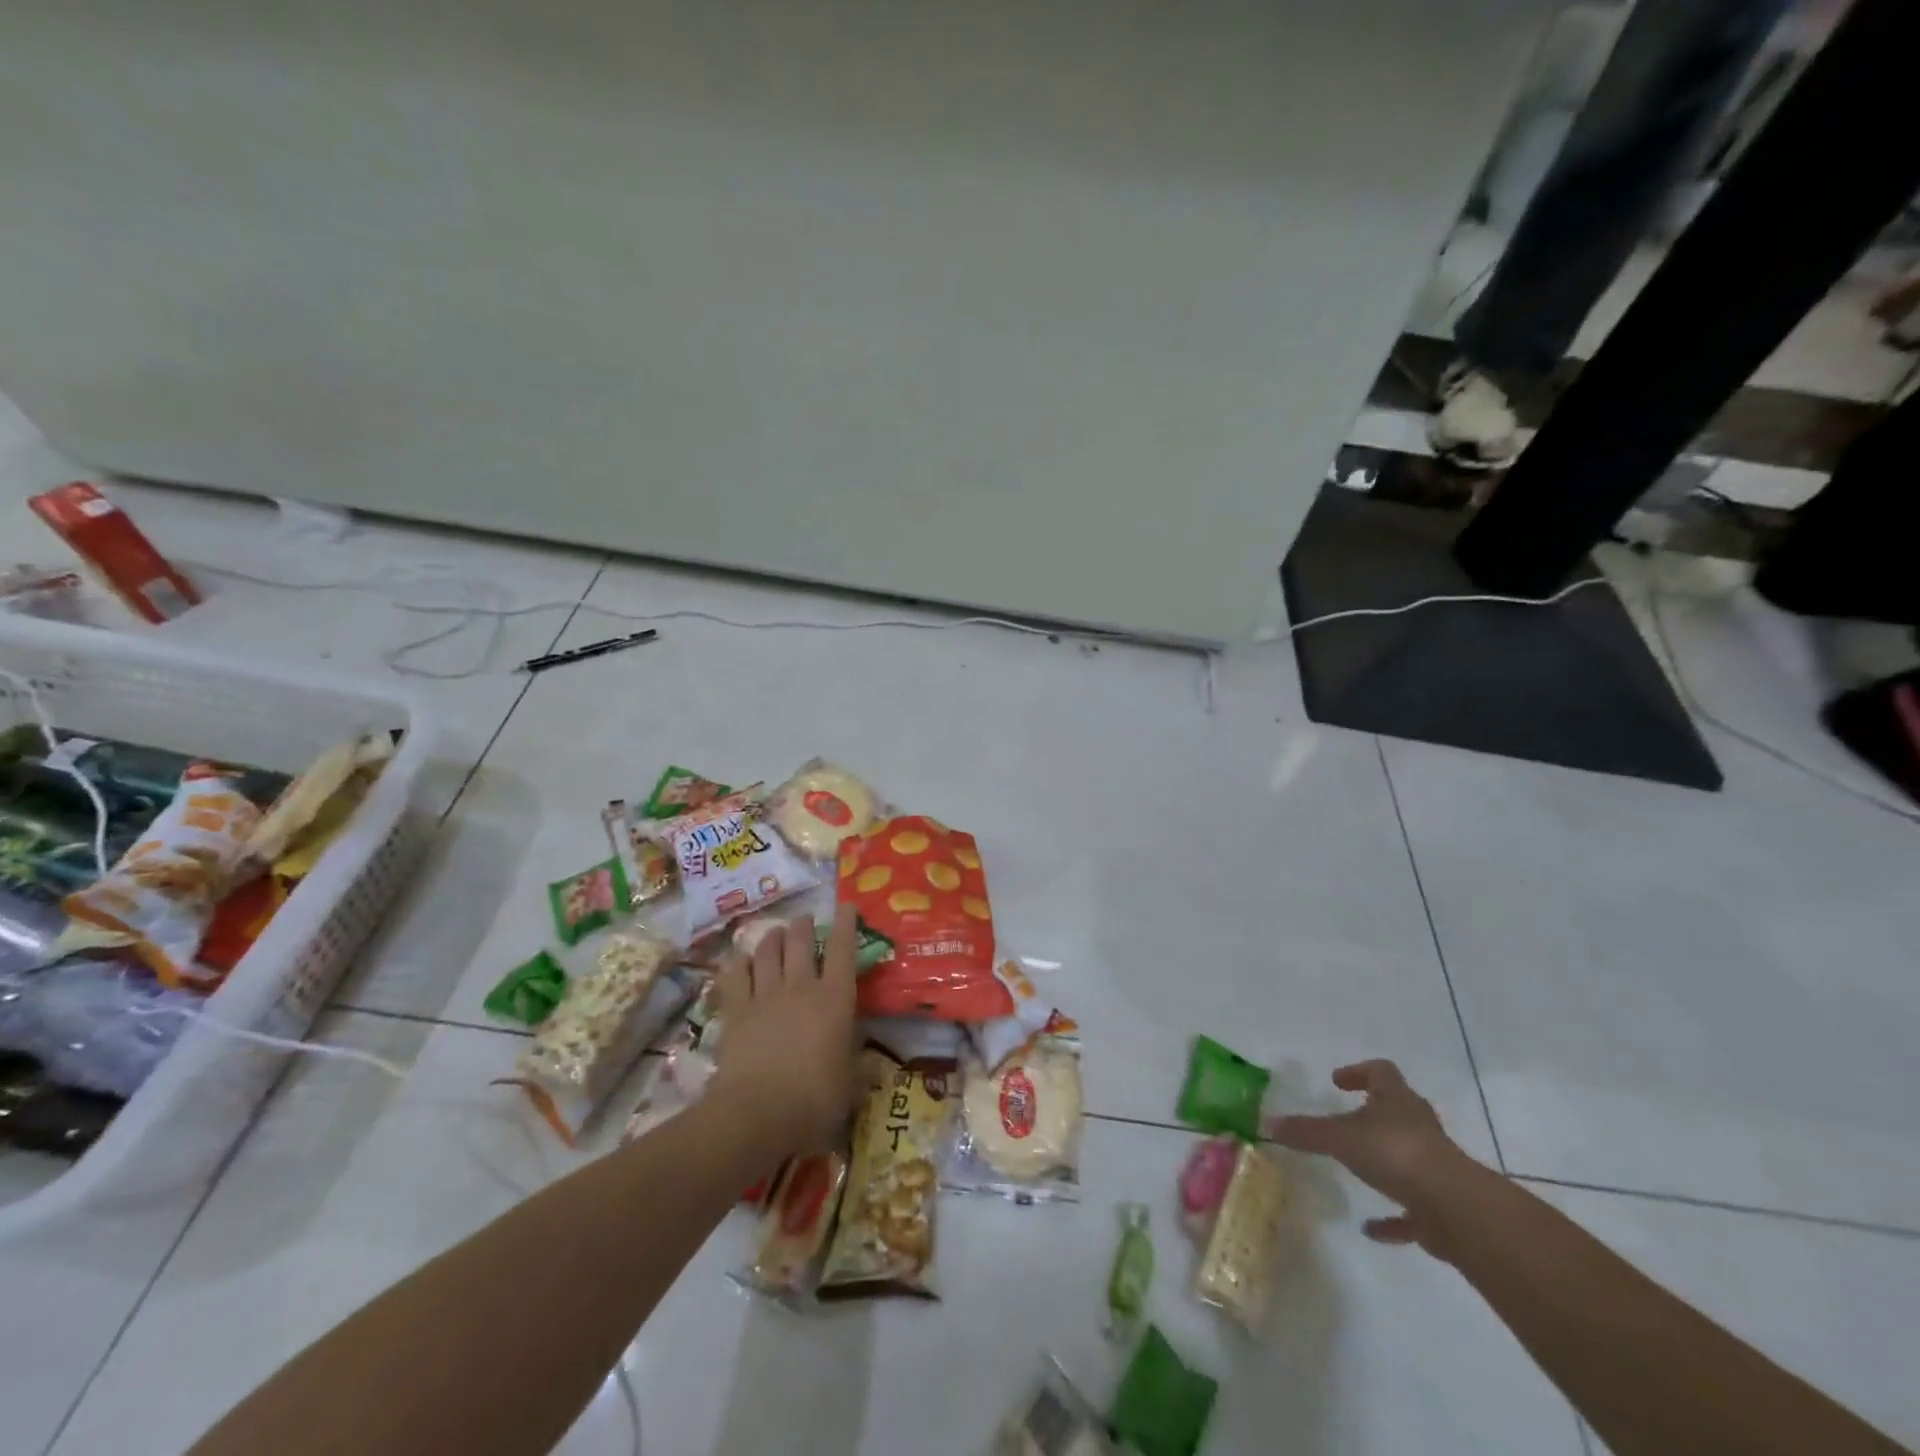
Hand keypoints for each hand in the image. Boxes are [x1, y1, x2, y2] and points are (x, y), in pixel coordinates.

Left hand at [708, 906, 859, 1160]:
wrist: (756, 1114)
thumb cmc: (814, 1100)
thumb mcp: (849, 1086)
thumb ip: (859, 1068)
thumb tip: (873, 1065)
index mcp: (835, 999)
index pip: (843, 950)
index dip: (845, 924)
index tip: (846, 905)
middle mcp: (801, 987)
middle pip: (801, 942)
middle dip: (803, 925)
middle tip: (804, 919)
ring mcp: (765, 996)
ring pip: (767, 952)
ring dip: (772, 937)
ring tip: (775, 931)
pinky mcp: (736, 1011)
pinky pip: (735, 976)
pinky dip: (738, 962)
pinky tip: (740, 958)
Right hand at [1266, 1059, 1480, 1254]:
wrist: (1456, 1208)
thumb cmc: (1395, 1153)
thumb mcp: (1339, 1137)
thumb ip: (1304, 1131)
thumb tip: (1267, 1123)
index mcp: (1397, 1100)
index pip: (1380, 1072)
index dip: (1359, 1072)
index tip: (1337, 1082)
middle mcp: (1418, 1126)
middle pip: (1397, 1110)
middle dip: (1373, 1114)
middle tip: (1346, 1120)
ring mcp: (1434, 1166)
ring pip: (1406, 1155)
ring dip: (1384, 1161)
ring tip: (1355, 1171)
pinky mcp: (1441, 1205)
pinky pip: (1412, 1207)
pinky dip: (1392, 1216)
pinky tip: (1371, 1227)